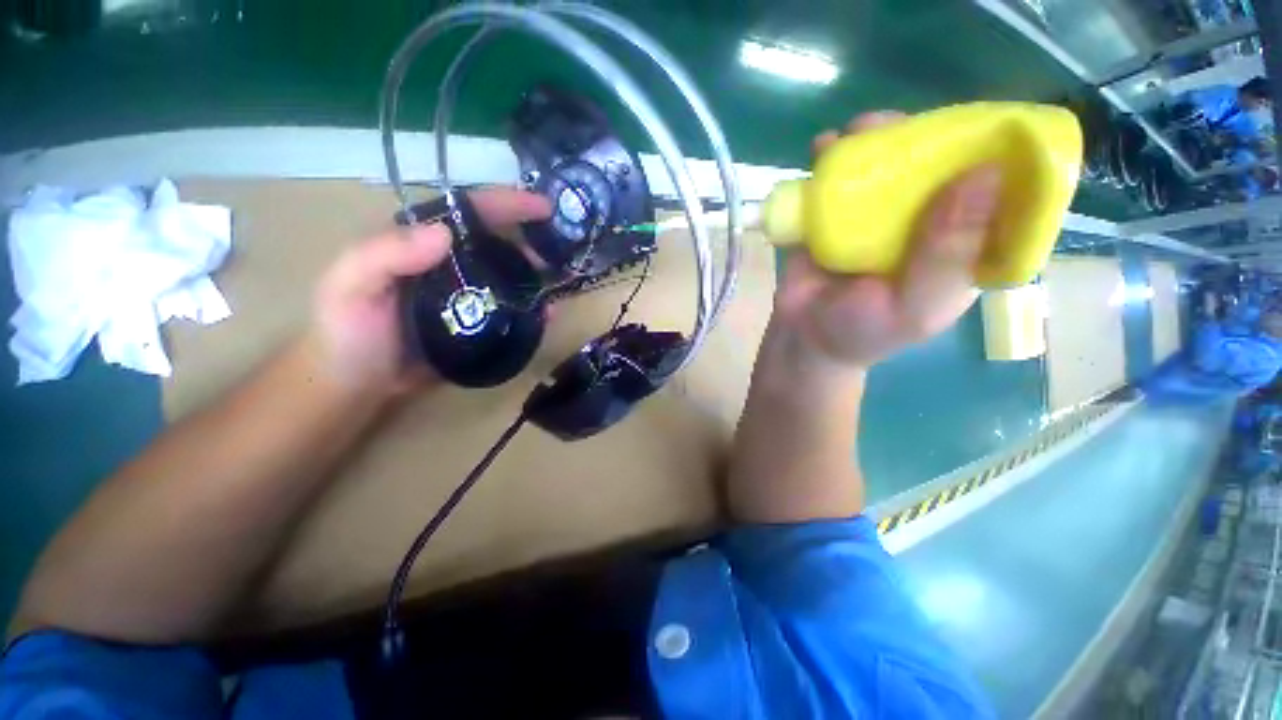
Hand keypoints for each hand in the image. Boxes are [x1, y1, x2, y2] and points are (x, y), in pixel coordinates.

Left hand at [309, 188, 551, 395]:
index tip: (543, 207)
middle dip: (530, 240)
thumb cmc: (348, 333)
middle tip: (559, 250)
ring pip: (507, 275)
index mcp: (418, 243)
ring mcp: (467, 296)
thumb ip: (386, 254)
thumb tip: (447, 233)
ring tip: (560, 279)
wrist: (358, 386)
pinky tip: (549, 313)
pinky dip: (532, 309)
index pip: (466, 213)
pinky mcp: (478, 323)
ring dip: (535, 275)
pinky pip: (510, 310)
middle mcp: (448, 264)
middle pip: (496, 242)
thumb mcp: (350, 286)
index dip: (505, 204)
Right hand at [774, 111, 1002, 368]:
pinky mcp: (838, 213)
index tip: (990, 122)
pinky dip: (831, 157)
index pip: (1003, 190)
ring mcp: (880, 212)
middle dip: (927, 136)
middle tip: (903, 128)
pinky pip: (841, 176)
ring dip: (875, 138)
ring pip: (890, 161)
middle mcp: (927, 218)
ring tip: (856, 131)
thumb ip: (947, 253)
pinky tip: (823, 147)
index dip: (1004, 153)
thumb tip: (986, 171)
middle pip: (942, 162)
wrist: (804, 335)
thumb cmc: (864, 330)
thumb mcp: (914, 306)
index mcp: (963, 241)